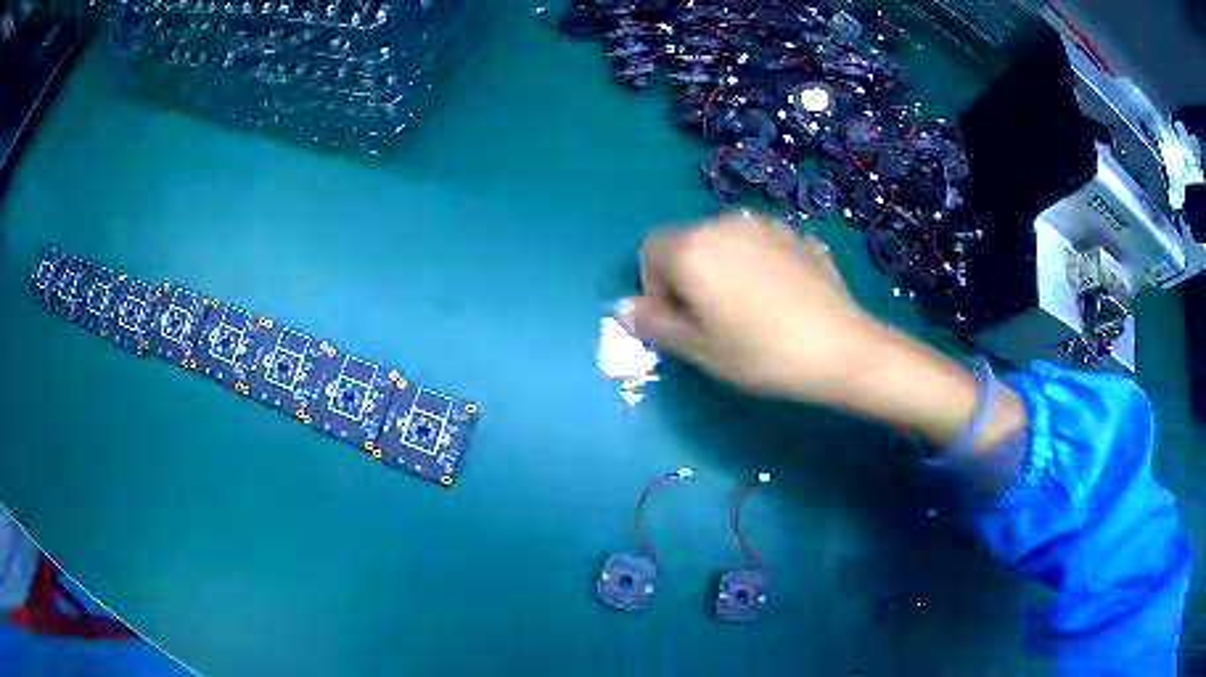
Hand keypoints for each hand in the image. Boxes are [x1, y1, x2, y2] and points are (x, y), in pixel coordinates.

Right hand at [621, 211, 1026, 453]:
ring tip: (749, 308)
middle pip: (687, 242)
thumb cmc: (761, 353)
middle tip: (713, 319)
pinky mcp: (795, 234)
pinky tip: (779, 297)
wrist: (840, 348)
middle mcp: (724, 224)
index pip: (649, 251)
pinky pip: (759, 244)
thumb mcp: (699, 349)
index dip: (655, 287)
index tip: (681, 320)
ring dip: (722, 267)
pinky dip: (756, 263)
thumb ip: (655, 324)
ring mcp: (765, 224)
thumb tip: (625, 308)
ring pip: (724, 241)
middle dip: (687, 274)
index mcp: (692, 247)